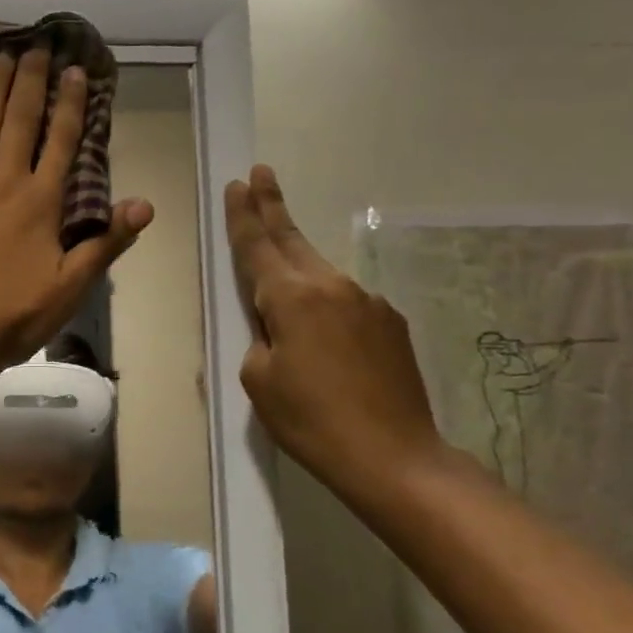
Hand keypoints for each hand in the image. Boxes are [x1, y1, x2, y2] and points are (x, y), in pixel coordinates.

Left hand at [0, 50, 151, 374]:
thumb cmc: (10, 316)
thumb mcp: (70, 287)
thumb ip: (106, 243)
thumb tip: (145, 204)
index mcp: (41, 202)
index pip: (62, 142)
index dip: (71, 105)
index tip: (75, 71)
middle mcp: (3, 180)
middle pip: (20, 121)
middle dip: (30, 82)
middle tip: (36, 46)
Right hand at [226, 165, 445, 492]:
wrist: (395, 458)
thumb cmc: (313, 422)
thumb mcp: (260, 382)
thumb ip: (258, 339)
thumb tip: (273, 327)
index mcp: (292, 298)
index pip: (258, 245)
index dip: (244, 214)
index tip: (237, 184)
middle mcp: (331, 286)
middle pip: (293, 239)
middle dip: (273, 206)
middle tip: (260, 174)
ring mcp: (368, 301)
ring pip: (321, 273)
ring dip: (298, 264)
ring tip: (282, 274)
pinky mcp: (392, 322)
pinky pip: (348, 303)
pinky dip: (329, 307)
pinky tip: (327, 340)